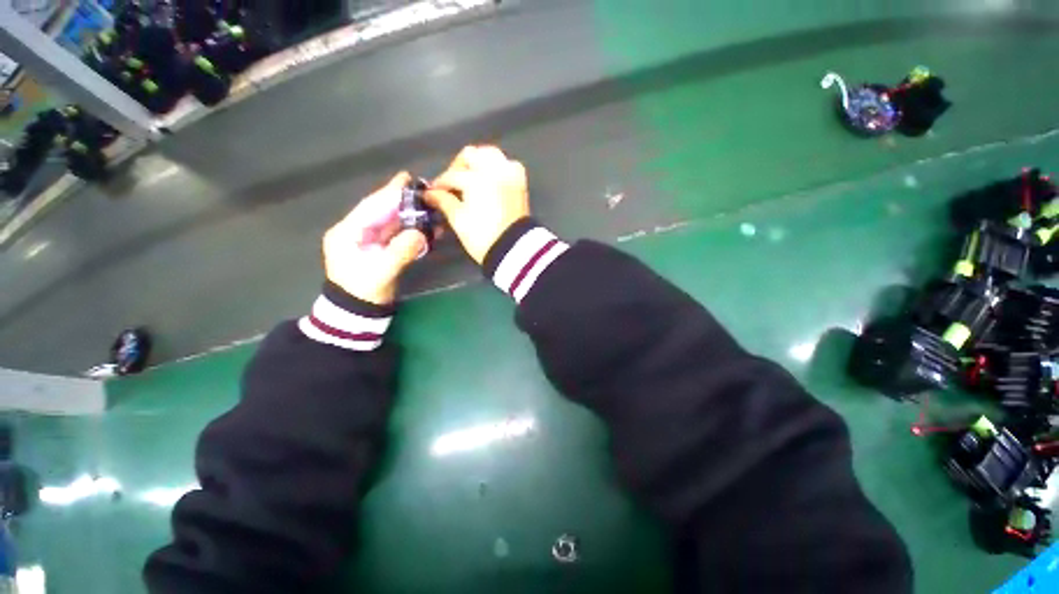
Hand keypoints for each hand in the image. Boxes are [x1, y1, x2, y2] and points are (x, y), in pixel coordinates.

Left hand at [323, 172, 426, 304]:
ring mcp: (368, 241)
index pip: (371, 207)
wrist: (358, 311)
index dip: (389, 193)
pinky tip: (425, 226)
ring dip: (408, 215)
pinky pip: (396, 235)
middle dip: (400, 200)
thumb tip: (421, 234)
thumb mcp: (381, 271)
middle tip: (420, 187)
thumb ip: (400, 251)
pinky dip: (410, 230)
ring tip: (427, 205)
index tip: (406, 178)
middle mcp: (356, 232)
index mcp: (347, 233)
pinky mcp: (380, 250)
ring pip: (390, 222)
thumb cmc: (363, 291)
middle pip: (381, 212)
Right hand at [425, 145, 529, 263]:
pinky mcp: (520, 183)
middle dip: (459, 167)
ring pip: (491, 155)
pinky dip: (497, 168)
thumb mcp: (459, 220)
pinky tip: (490, 181)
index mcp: (477, 178)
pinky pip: (507, 165)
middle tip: (452, 184)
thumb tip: (430, 194)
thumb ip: (443, 201)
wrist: (513, 249)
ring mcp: (510, 174)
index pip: (452, 176)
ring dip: (478, 163)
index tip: (433, 193)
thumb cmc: (483, 237)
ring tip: (470, 181)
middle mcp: (495, 169)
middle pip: (471, 155)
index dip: (440, 184)